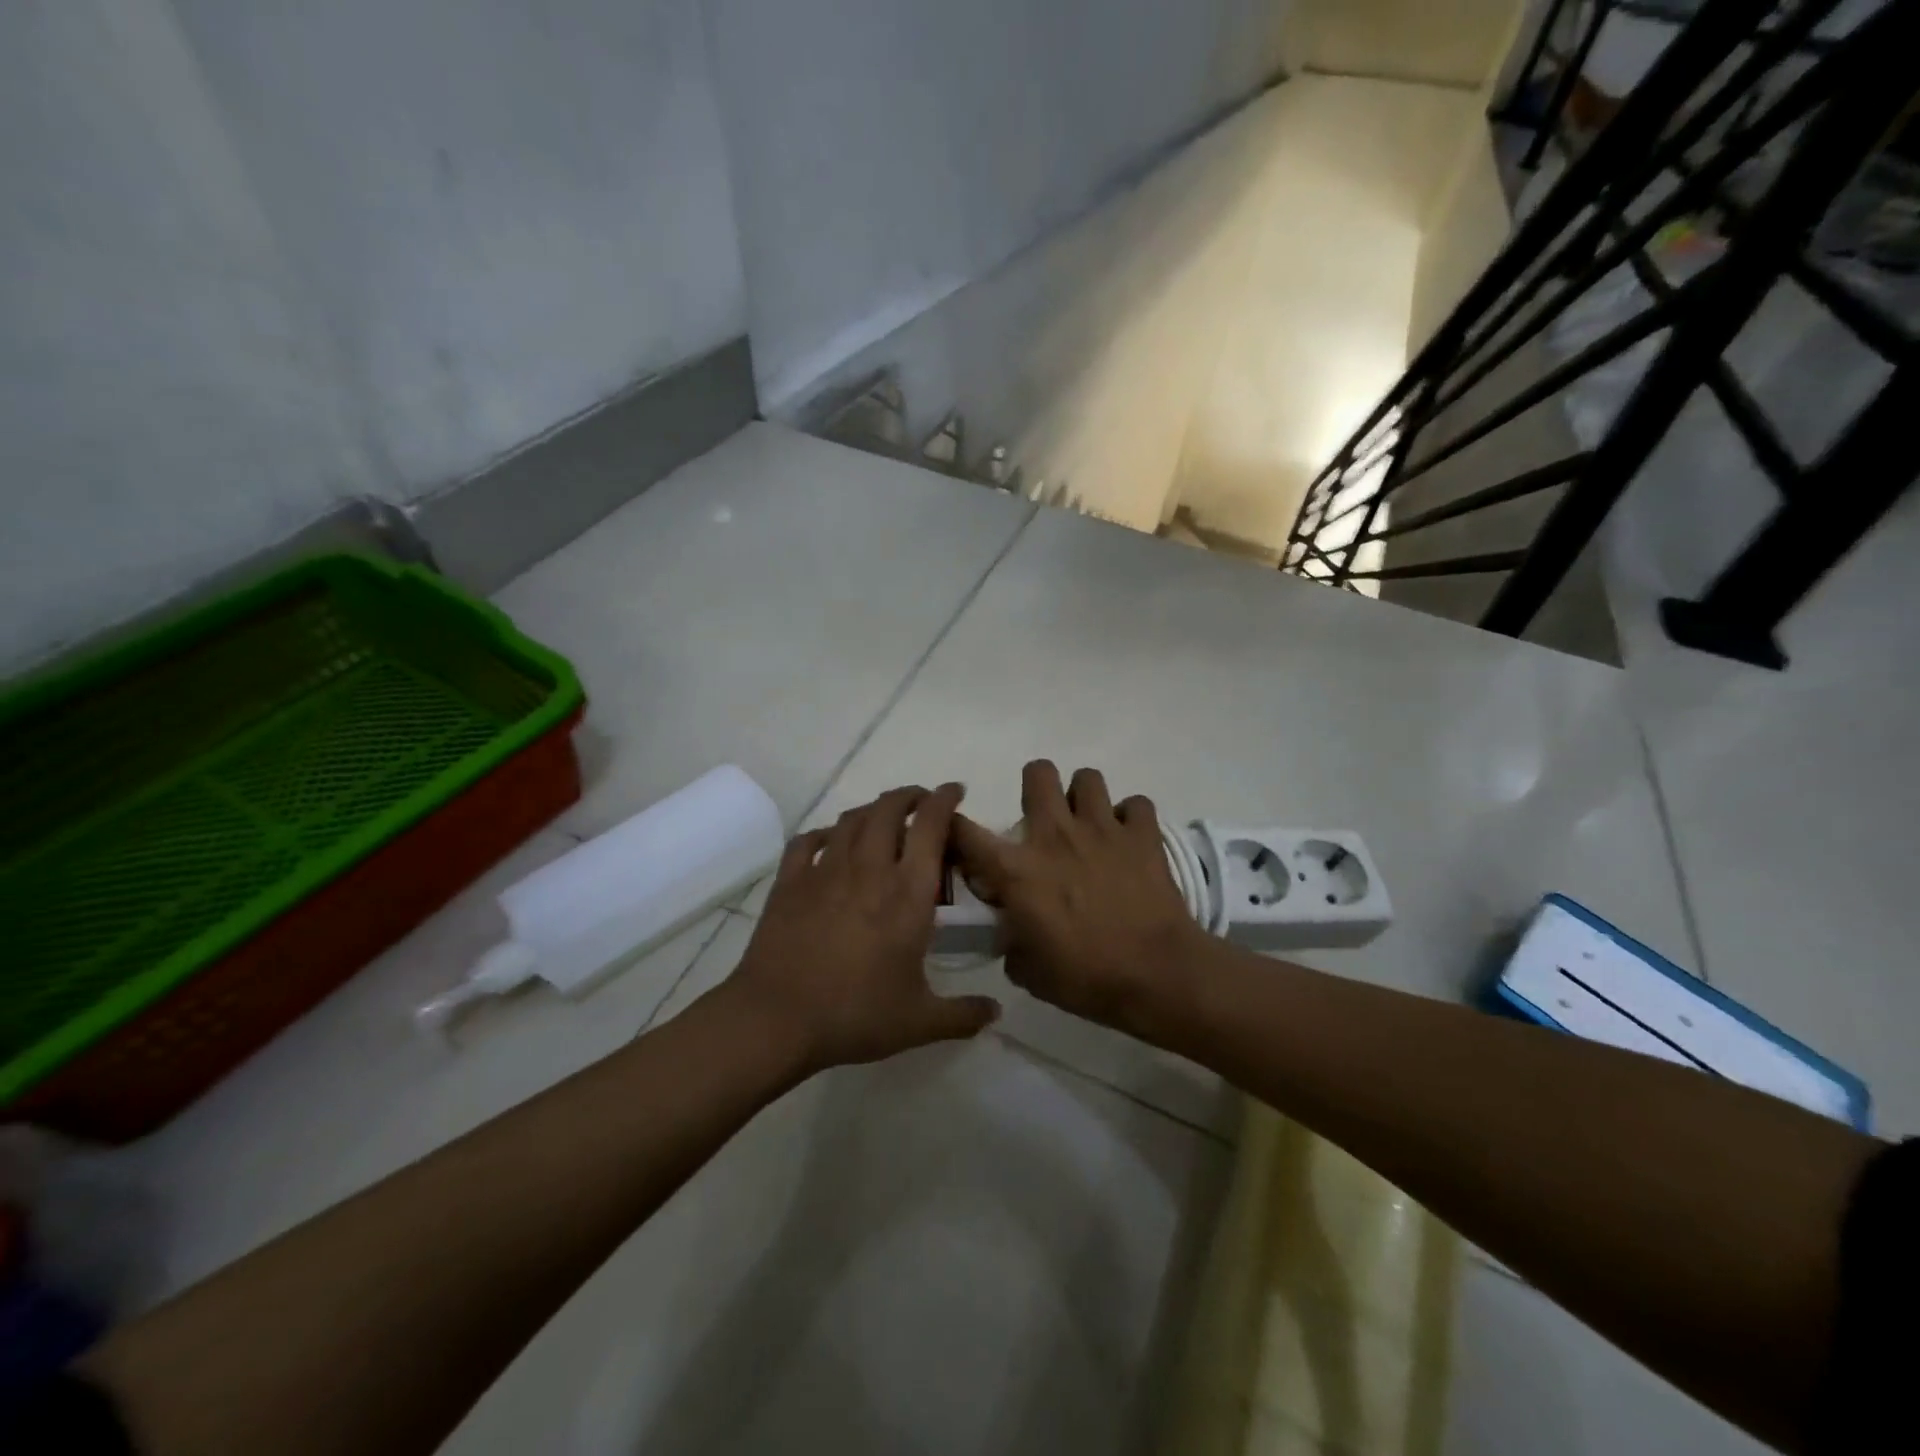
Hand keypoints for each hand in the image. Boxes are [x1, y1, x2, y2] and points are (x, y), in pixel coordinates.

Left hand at [727, 784, 999, 1074]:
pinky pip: (808, 841)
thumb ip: (964, 1015)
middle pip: (888, 808)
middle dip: (909, 796)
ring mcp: (825, 871)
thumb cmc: (855, 1015)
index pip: (930, 825)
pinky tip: (830, 841)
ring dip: (872, 810)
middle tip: (921, 802)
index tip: (955, 791)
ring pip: (851, 819)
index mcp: (907, 892)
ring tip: (882, 818)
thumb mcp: (919, 1021)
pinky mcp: (790, 882)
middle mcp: (869, 868)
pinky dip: (825, 833)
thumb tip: (996, 1012)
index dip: (945, 799)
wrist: (776, 1019)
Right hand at [950, 761, 1209, 1039]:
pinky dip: (1131, 817)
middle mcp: (1055, 835)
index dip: (953, 825)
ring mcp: (1102, 828)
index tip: (959, 835)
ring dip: (1083, 797)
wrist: (1157, 976)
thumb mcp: (1029, 972)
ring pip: (1087, 777)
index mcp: (1017, 870)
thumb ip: (1011, 941)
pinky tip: (1129, 838)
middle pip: (1037, 773)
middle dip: (1035, 788)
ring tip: (1088, 824)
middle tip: (1043, 819)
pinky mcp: (1143, 834)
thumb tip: (1011, 932)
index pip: (965, 831)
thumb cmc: (1086, 979)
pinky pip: (1136, 804)